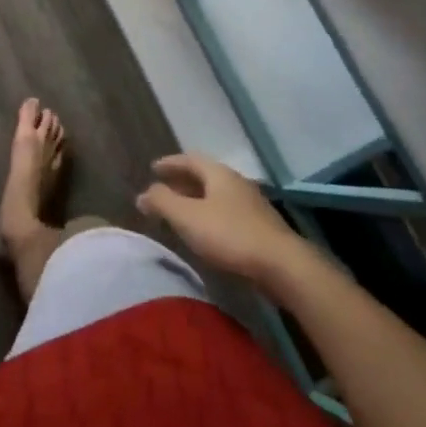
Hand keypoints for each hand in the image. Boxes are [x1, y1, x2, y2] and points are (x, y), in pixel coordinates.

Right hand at [137, 153, 302, 281]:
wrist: (283, 267)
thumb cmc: (230, 235)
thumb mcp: (187, 217)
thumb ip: (162, 201)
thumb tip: (142, 194)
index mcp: (219, 174)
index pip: (190, 159)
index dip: (170, 163)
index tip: (153, 169)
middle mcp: (237, 183)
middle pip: (205, 177)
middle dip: (182, 182)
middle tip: (163, 190)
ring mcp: (252, 206)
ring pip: (217, 197)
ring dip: (196, 201)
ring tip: (180, 213)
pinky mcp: (261, 229)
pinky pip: (227, 214)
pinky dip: (210, 217)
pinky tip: (205, 233)